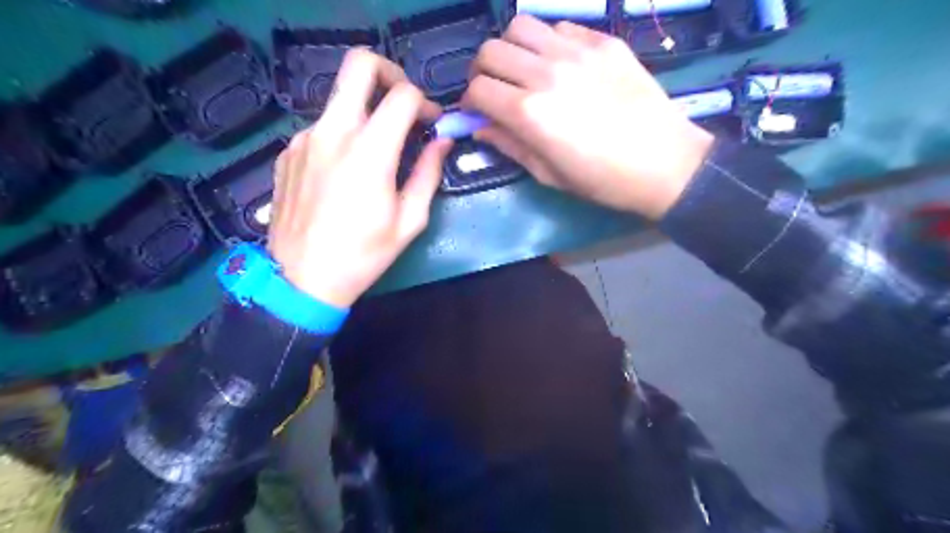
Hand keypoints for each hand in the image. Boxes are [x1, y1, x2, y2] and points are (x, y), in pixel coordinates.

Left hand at [266, 50, 450, 308]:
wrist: (301, 279)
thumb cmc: (364, 255)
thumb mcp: (409, 220)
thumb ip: (428, 173)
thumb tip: (443, 142)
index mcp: (369, 151)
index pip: (403, 95)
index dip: (425, 103)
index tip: (431, 125)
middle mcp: (333, 132)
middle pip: (359, 65)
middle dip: (390, 74)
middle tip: (403, 104)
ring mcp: (305, 139)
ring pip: (340, 100)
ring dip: (365, 114)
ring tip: (375, 154)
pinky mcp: (288, 152)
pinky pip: (322, 129)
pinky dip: (341, 137)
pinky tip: (344, 173)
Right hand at [465, 14, 717, 219]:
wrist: (664, 163)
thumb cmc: (602, 180)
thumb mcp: (548, 174)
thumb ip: (509, 145)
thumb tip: (480, 127)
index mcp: (530, 112)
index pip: (478, 89)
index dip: (470, 102)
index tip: (478, 112)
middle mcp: (546, 73)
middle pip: (491, 50)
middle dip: (483, 71)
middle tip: (495, 89)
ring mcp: (577, 51)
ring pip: (521, 26)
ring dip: (512, 49)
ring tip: (524, 71)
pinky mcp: (603, 42)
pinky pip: (560, 28)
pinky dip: (549, 43)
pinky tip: (560, 65)